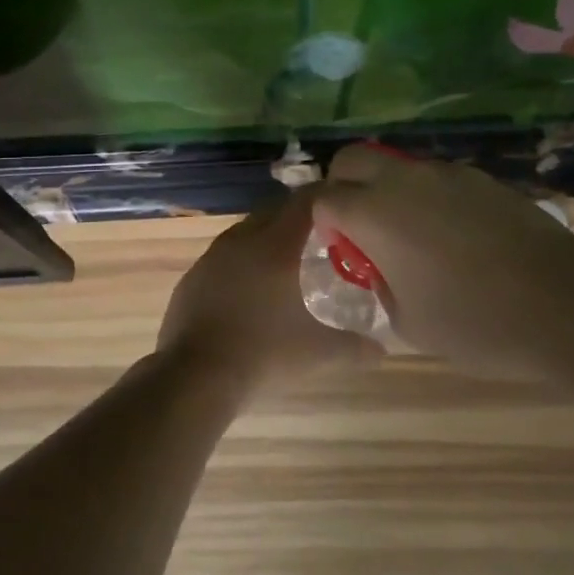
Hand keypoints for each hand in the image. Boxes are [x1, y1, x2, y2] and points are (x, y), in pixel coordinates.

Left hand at [157, 190, 384, 388]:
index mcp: (275, 247)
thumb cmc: (264, 353)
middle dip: (296, 218)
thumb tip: (382, 350)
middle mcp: (242, 241)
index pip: (305, 203)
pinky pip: (222, 257)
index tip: (342, 204)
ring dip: (265, 238)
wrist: (196, 376)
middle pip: (274, 212)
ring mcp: (212, 258)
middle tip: (319, 234)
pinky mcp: (192, 278)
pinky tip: (247, 288)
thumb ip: (353, 347)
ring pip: (244, 233)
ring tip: (284, 261)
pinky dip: (239, 262)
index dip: (324, 198)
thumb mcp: (317, 352)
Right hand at [312, 145, 573, 370]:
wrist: (564, 302)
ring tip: (415, 235)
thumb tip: (382, 268)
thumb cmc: (476, 322)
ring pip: (398, 167)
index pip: (324, 197)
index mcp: (373, 214)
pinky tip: (456, 236)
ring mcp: (446, 174)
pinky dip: (430, 198)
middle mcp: (403, 181)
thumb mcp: (410, 323)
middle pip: (353, 159)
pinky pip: (438, 179)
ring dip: (390, 190)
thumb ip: (382, 287)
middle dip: (344, 185)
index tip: (339, 246)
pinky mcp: (482, 179)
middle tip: (360, 226)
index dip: (323, 221)